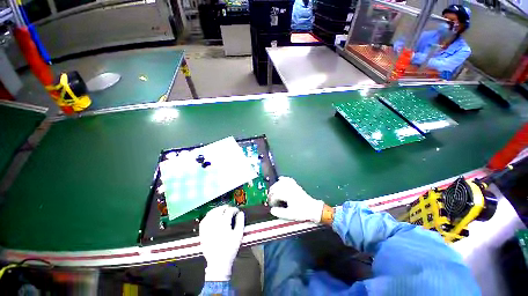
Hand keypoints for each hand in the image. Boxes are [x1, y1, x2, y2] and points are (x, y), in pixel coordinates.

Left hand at [199, 205, 244, 281]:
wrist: (218, 262)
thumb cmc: (230, 248)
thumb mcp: (239, 235)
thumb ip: (240, 222)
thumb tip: (240, 213)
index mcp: (224, 223)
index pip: (229, 211)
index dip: (234, 209)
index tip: (237, 211)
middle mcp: (214, 223)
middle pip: (219, 210)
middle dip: (225, 207)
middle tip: (230, 209)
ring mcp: (207, 227)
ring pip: (211, 213)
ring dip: (217, 209)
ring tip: (221, 210)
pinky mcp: (202, 232)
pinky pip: (204, 220)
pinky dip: (208, 216)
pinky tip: (211, 216)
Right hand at [267, 177, 324, 222]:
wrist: (313, 209)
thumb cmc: (302, 212)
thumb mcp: (290, 215)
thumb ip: (280, 213)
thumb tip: (272, 210)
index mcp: (287, 194)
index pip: (275, 194)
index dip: (271, 200)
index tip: (272, 205)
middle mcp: (289, 188)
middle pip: (276, 187)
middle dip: (271, 193)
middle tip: (270, 199)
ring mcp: (293, 185)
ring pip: (280, 182)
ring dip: (275, 186)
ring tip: (273, 192)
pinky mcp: (296, 185)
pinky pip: (288, 179)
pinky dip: (283, 179)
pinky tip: (280, 179)